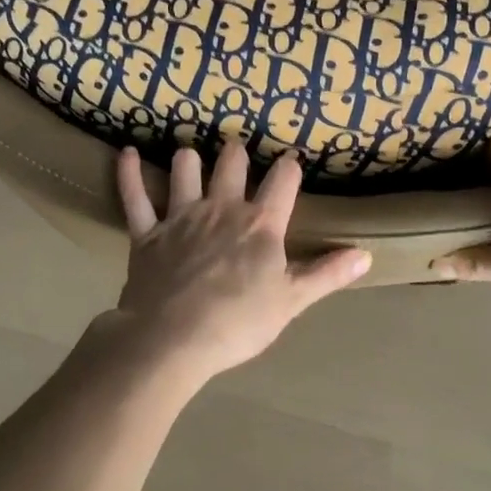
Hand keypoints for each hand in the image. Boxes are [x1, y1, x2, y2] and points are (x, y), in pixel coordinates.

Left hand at [108, 143, 371, 381]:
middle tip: (237, 151)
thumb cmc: (238, 323)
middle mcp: (222, 207)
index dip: (289, 167)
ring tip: (191, 155)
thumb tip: (365, 255)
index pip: (283, 180)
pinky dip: (129, 173)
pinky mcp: (147, 232)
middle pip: (231, 163)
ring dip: (188, 159)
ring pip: (185, 170)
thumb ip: (327, 274)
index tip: (291, 161)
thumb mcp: (291, 301)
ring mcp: (181, 216)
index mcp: (260, 224)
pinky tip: (125, 153)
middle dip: (236, 153)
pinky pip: (134, 196)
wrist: (173, 339)